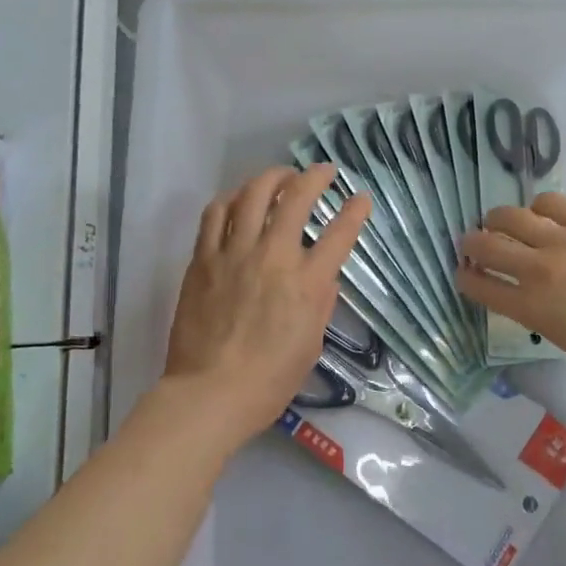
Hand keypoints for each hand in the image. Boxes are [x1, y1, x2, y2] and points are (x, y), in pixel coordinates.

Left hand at [163, 164, 370, 443]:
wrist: (210, 394)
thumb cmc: (269, 380)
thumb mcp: (311, 344)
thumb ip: (321, 302)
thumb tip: (323, 275)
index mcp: (307, 283)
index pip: (340, 234)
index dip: (355, 210)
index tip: (361, 197)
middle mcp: (273, 257)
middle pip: (296, 198)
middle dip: (315, 177)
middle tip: (322, 172)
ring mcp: (234, 253)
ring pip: (252, 194)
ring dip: (271, 178)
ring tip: (280, 178)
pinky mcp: (203, 259)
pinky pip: (215, 214)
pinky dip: (231, 199)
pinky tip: (238, 200)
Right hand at [457, 193, 565, 385]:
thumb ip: (537, 312)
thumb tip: (524, 291)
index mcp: (534, 308)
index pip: (481, 287)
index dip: (465, 278)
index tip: (463, 273)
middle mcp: (541, 269)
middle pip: (487, 245)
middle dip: (471, 244)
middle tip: (472, 244)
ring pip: (513, 215)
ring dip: (499, 220)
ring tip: (502, 222)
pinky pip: (551, 203)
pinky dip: (537, 209)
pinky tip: (542, 214)